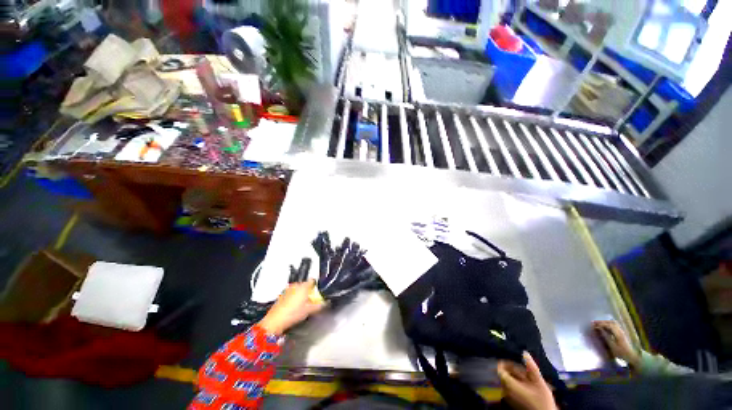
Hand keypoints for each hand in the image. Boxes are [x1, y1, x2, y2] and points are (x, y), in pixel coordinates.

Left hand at [258, 280, 324, 334]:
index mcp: (303, 286)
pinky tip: (293, 306)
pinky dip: (293, 297)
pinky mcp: (282, 294)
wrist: (275, 321)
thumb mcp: (309, 310)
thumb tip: (326, 303)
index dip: (316, 285)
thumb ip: (319, 306)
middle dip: (308, 291)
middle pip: (305, 285)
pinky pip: (291, 293)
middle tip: (310, 300)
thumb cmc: (293, 313)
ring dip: (300, 294)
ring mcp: (287, 289)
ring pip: (297, 289)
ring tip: (301, 304)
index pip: (312, 280)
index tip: (317, 292)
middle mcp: (295, 285)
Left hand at [497, 352, 556, 409]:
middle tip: (525, 371)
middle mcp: (506, 390)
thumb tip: (525, 353)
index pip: (500, 369)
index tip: (514, 361)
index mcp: (509, 384)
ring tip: (529, 379)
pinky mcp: (512, 401)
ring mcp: (508, 397)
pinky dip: (517, 384)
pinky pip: (511, 388)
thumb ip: (531, 367)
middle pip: (505, 374)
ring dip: (517, 377)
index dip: (505, 363)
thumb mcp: (539, 382)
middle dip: (514, 370)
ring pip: (509, 381)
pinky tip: (528, 386)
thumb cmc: (542, 400)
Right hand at [592, 320, 639, 366]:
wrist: (633, 357)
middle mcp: (620, 331)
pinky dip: (609, 324)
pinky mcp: (622, 333)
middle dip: (602, 321)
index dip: (600, 324)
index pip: (608, 325)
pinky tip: (605, 327)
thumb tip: (599, 329)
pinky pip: (615, 325)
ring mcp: (622, 331)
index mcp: (618, 333)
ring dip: (605, 322)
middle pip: (610, 322)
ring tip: (598, 323)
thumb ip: (606, 336)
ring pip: (613, 323)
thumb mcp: (612, 346)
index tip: (593, 325)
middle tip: (594, 322)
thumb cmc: (621, 353)